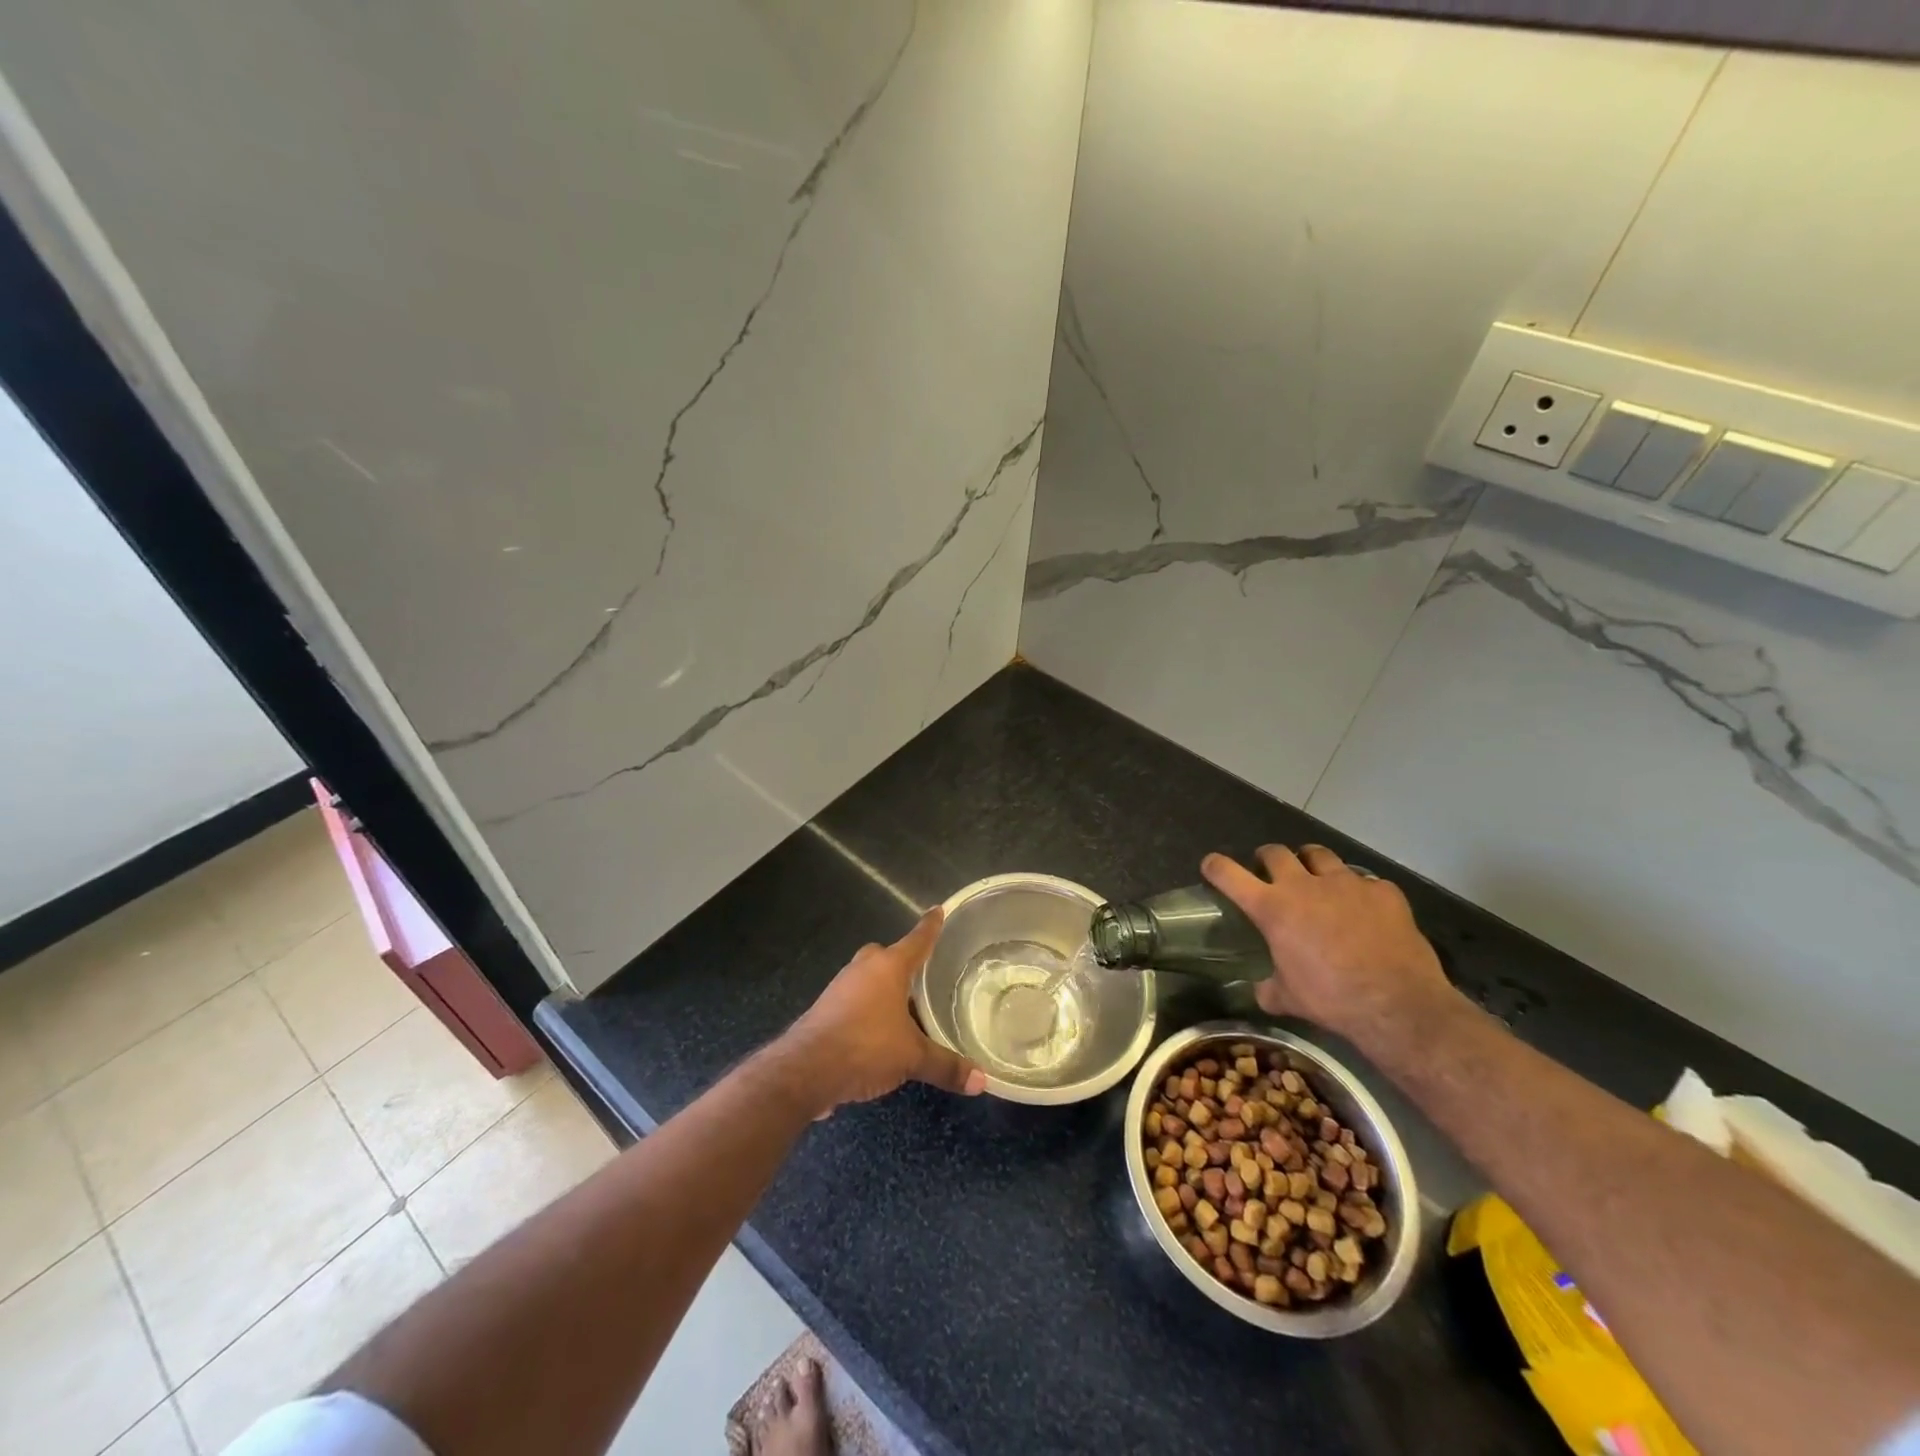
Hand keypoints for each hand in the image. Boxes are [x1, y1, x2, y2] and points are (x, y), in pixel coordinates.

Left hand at [785, 908, 985, 1112]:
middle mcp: (863, 969)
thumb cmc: (865, 1047)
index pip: (917, 940)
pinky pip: (854, 1001)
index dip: (930, 926)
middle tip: (924, 977)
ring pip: (869, 979)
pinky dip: (868, 1011)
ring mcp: (840, 987)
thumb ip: (946, 1066)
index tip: (938, 910)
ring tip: (906, 1011)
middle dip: (903, 964)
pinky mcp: (825, 1010)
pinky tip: (879, 1035)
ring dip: (884, 990)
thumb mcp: (912, 1058)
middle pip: (888, 957)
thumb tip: (982, 1080)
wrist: (804, 1070)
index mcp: (888, 967)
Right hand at [1201, 845, 1454, 1043]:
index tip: (1211, 865)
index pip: (1230, 874)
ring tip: (1315, 875)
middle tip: (1269, 870)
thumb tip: (1261, 990)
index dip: (1216, 866)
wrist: (1397, 1003)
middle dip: (1267, 858)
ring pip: (1319, 854)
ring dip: (1310, 862)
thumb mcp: (1289, 998)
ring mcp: (1346, 883)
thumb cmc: (1332, 999)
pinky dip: (1359, 891)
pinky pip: (1365, 881)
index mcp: (1272, 908)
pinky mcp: (1382, 891)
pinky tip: (1365, 908)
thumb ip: (1269, 987)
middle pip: (1275, 852)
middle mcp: (1304, 885)